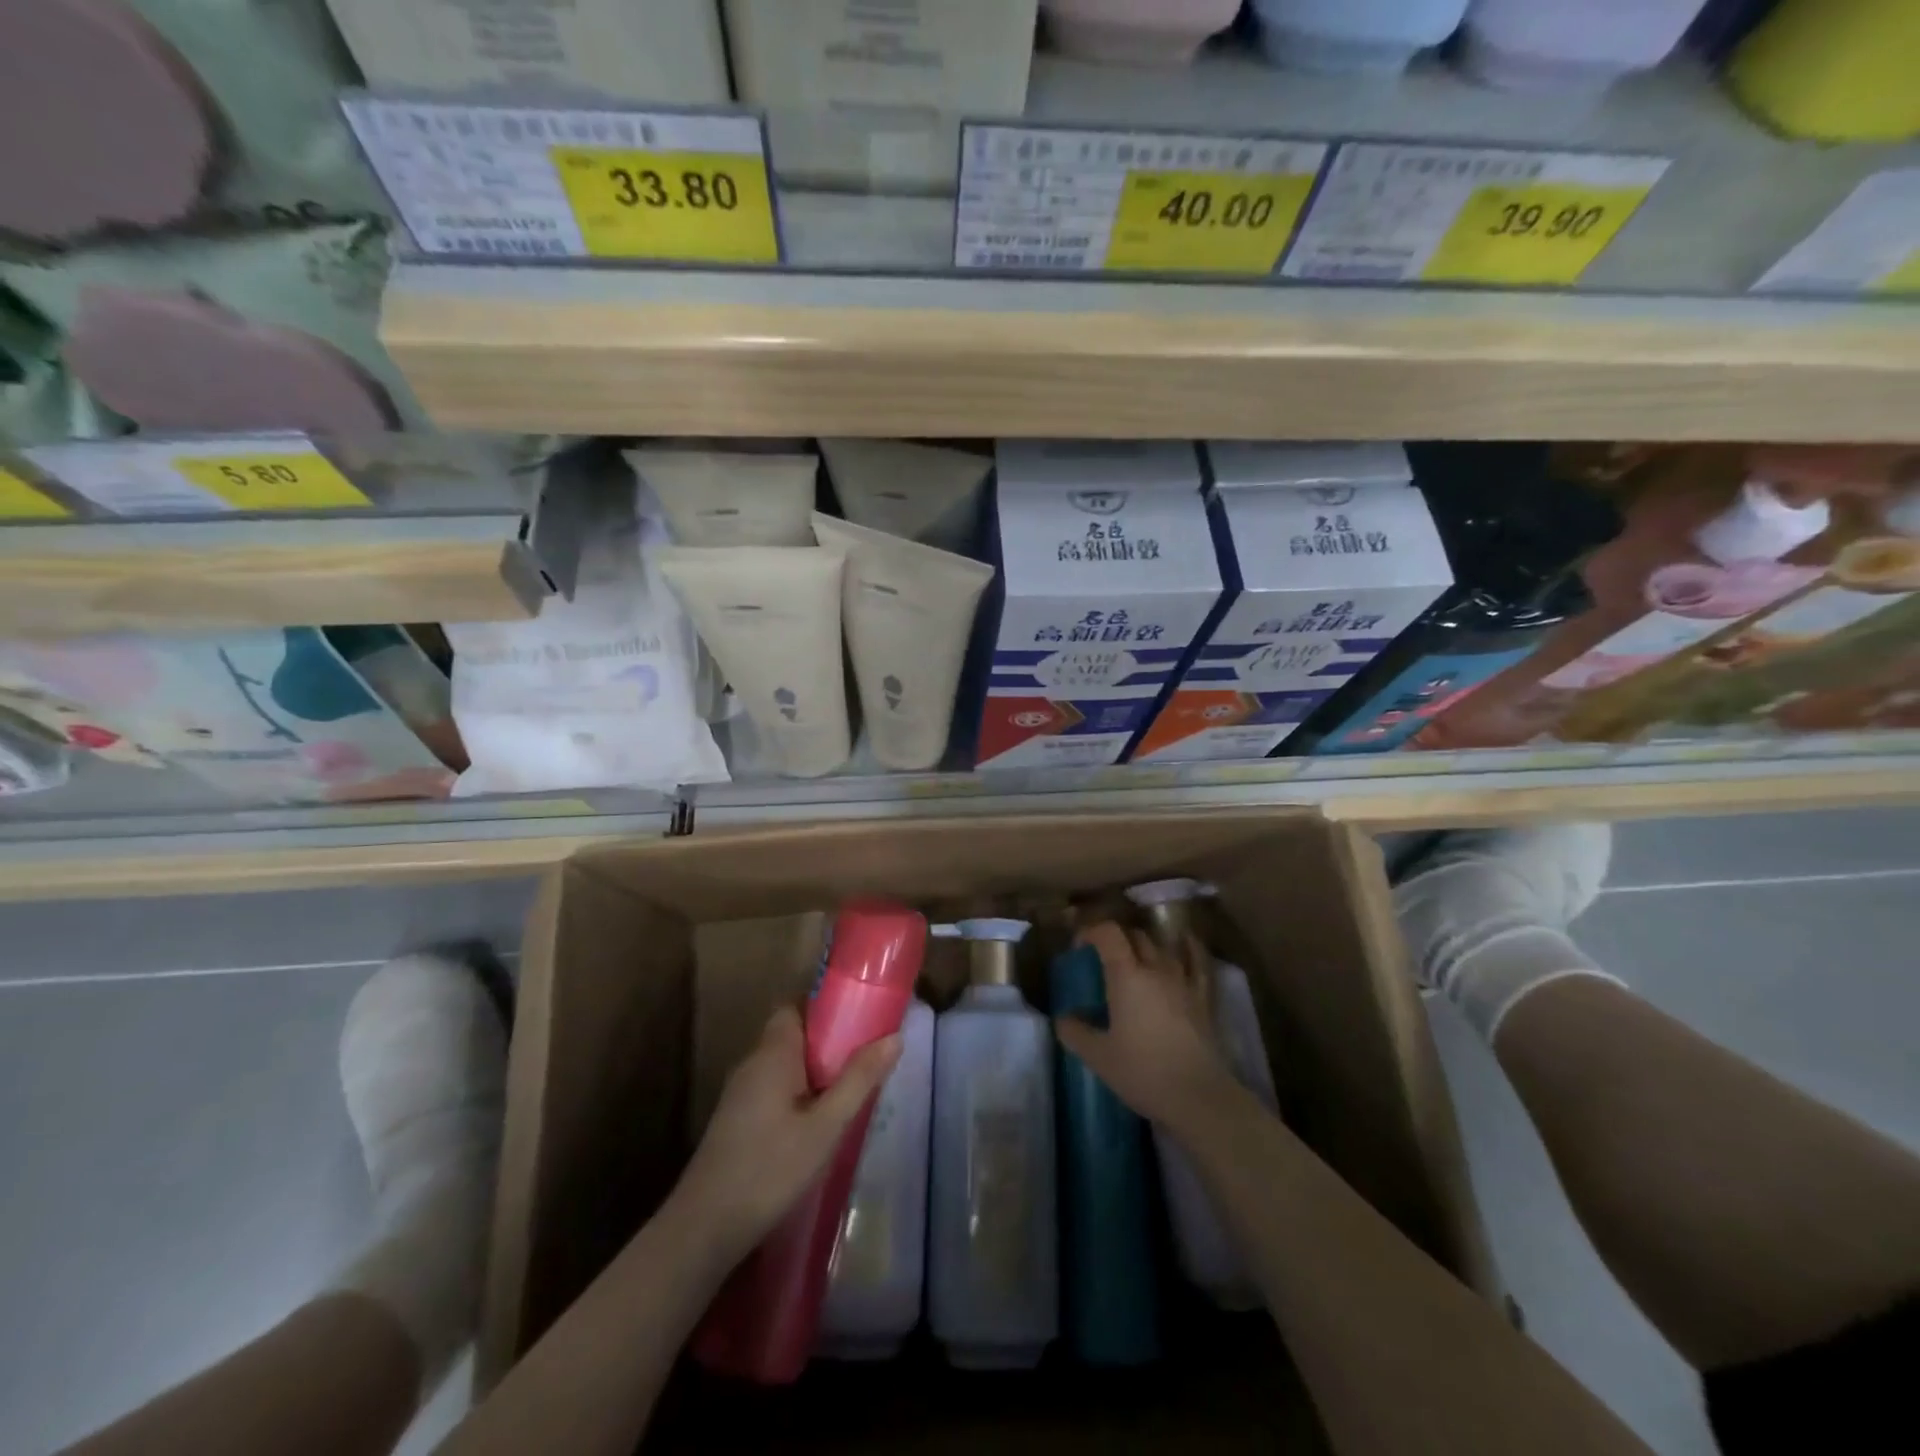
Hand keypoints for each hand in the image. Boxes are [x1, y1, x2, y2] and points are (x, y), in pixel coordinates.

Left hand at [671, 1006, 901, 1264]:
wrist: (704, 1228)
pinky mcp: (736, 1120)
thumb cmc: (770, 1169)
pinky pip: (774, 1088)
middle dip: (828, 1040)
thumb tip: (894, 1036)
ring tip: (851, 1086)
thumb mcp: (826, 1126)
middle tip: (865, 1055)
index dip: (826, 1005)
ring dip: (815, 1069)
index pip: (796, 1005)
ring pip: (784, 1064)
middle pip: (793, 1034)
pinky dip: (799, 1092)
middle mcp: (753, 1063)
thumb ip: (859, 1079)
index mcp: (772, 1053)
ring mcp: (740, 1093)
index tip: (860, 1015)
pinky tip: (819, 1121)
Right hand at [1054, 921, 1238, 1134]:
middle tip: (1101, 959)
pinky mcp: (1203, 998)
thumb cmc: (1143, 1072)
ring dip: (1145, 945)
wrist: (1198, 1096)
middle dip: (1115, 939)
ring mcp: (1183, 981)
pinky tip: (1185, 942)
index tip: (1079, 948)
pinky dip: (1189, 948)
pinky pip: (1197, 962)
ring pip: (1162, 947)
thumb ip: (1075, 1032)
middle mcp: (1156, 968)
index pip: (1108, 933)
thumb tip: (1063, 1018)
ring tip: (1134, 959)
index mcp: (1127, 976)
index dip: (1091, 931)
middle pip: (1135, 936)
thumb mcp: (1098, 1056)